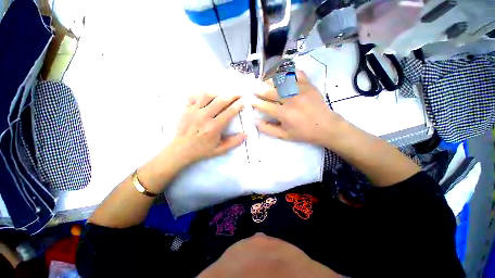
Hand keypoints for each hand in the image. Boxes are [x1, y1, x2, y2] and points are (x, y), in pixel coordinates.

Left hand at [172, 92, 246, 165]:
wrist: (180, 150)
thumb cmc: (202, 150)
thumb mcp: (220, 150)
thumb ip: (234, 142)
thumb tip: (247, 135)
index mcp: (213, 127)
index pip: (229, 112)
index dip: (238, 105)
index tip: (244, 101)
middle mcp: (204, 116)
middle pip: (220, 100)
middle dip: (232, 95)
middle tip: (239, 94)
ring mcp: (194, 111)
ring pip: (207, 95)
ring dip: (218, 93)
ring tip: (224, 95)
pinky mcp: (186, 109)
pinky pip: (195, 96)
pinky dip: (203, 94)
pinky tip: (209, 96)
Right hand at [252, 71, 343, 145]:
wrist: (326, 126)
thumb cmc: (303, 133)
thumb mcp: (284, 136)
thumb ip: (268, 129)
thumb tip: (255, 121)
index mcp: (285, 114)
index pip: (264, 106)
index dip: (254, 102)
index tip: (248, 99)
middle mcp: (291, 99)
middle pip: (270, 91)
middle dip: (258, 89)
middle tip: (251, 88)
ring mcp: (300, 89)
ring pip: (280, 80)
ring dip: (269, 81)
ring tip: (265, 83)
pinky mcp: (308, 84)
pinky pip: (295, 72)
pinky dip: (287, 72)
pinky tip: (282, 77)